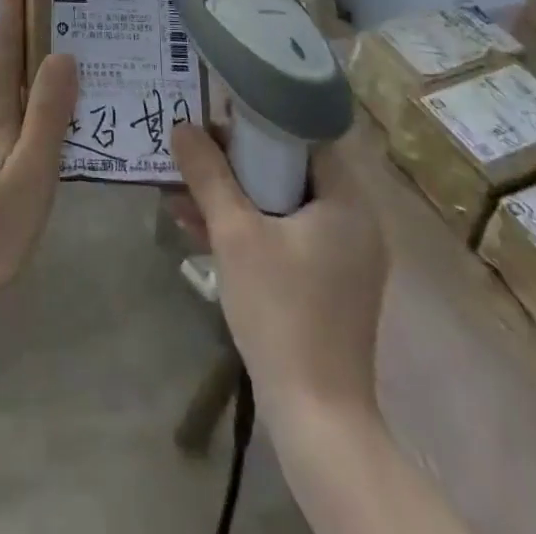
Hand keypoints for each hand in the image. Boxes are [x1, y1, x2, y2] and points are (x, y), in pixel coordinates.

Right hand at [171, 122, 388, 414]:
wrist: (316, 418)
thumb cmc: (281, 311)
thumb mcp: (235, 234)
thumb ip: (208, 175)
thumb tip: (181, 126)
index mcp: (347, 202)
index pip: (304, 137)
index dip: (259, 121)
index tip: (217, 116)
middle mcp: (354, 223)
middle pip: (289, 170)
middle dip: (235, 162)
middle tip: (194, 152)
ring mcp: (342, 258)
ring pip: (281, 205)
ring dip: (233, 196)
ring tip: (182, 190)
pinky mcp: (327, 286)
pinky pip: (284, 237)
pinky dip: (247, 229)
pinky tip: (198, 228)